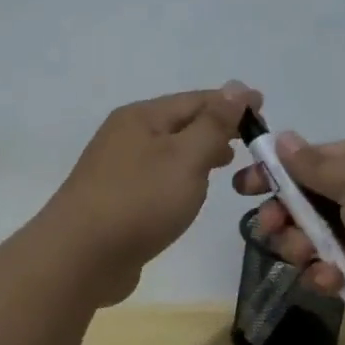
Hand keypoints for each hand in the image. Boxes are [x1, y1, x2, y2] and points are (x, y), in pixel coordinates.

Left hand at [45, 82, 262, 305]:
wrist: (80, 257)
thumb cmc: (139, 201)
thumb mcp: (186, 158)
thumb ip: (214, 124)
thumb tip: (237, 87)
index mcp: (142, 117)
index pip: (196, 99)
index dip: (232, 103)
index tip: (264, 107)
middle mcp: (126, 135)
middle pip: (180, 123)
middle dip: (216, 127)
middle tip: (251, 140)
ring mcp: (117, 169)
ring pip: (168, 151)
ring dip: (198, 152)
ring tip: (228, 163)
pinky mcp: (116, 200)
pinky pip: (157, 178)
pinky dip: (180, 177)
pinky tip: (191, 192)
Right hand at [234, 134, 344, 338]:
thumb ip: (315, 164)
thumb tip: (282, 137)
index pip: (311, 160)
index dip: (276, 172)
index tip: (243, 185)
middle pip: (305, 202)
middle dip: (283, 215)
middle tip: (269, 227)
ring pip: (311, 240)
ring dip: (301, 248)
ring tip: (310, 256)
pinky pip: (328, 271)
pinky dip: (324, 275)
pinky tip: (331, 280)